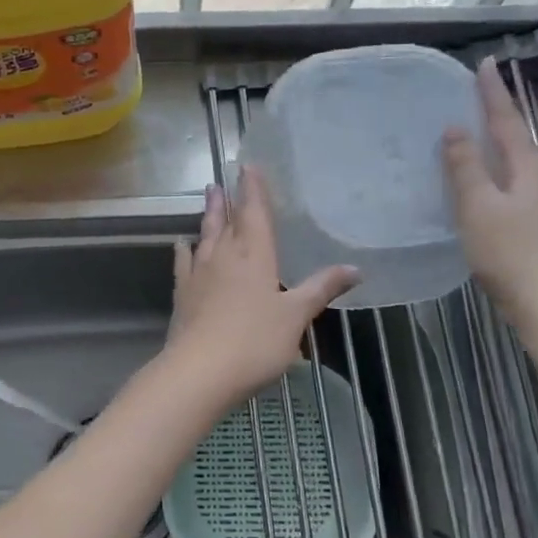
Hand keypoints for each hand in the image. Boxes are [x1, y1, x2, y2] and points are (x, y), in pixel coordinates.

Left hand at [165, 170, 358, 409]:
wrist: (199, 371)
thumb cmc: (255, 342)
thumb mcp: (296, 317)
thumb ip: (321, 289)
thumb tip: (355, 268)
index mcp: (255, 256)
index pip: (255, 214)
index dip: (254, 190)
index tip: (249, 166)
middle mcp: (224, 257)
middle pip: (227, 221)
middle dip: (228, 200)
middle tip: (222, 180)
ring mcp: (199, 275)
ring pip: (205, 237)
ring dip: (208, 217)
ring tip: (209, 198)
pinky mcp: (183, 295)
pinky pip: (184, 264)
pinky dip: (184, 252)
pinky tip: (181, 245)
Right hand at [441, 60, 537, 322]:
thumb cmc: (510, 252)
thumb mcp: (478, 207)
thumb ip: (465, 167)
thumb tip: (456, 128)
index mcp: (531, 167)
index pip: (507, 120)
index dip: (493, 92)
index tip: (486, 63)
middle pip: (519, 140)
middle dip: (498, 119)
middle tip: (474, 101)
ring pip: (521, 165)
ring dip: (500, 149)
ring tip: (476, 142)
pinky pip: (521, 187)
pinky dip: (502, 176)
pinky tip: (489, 189)